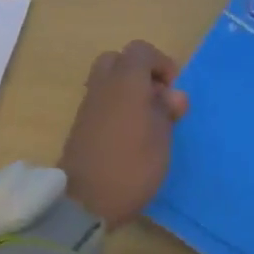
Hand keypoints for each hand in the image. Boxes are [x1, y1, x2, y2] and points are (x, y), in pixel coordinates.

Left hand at [58, 40, 189, 228]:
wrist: (84, 202)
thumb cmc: (131, 165)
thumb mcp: (162, 139)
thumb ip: (167, 110)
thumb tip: (172, 95)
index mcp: (126, 81)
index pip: (141, 51)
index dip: (160, 64)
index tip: (171, 90)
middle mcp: (103, 85)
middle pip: (118, 60)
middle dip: (139, 72)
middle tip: (155, 98)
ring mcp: (88, 105)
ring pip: (107, 80)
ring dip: (127, 91)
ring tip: (145, 119)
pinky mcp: (80, 125)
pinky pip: (100, 101)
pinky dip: (115, 106)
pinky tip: (129, 133)